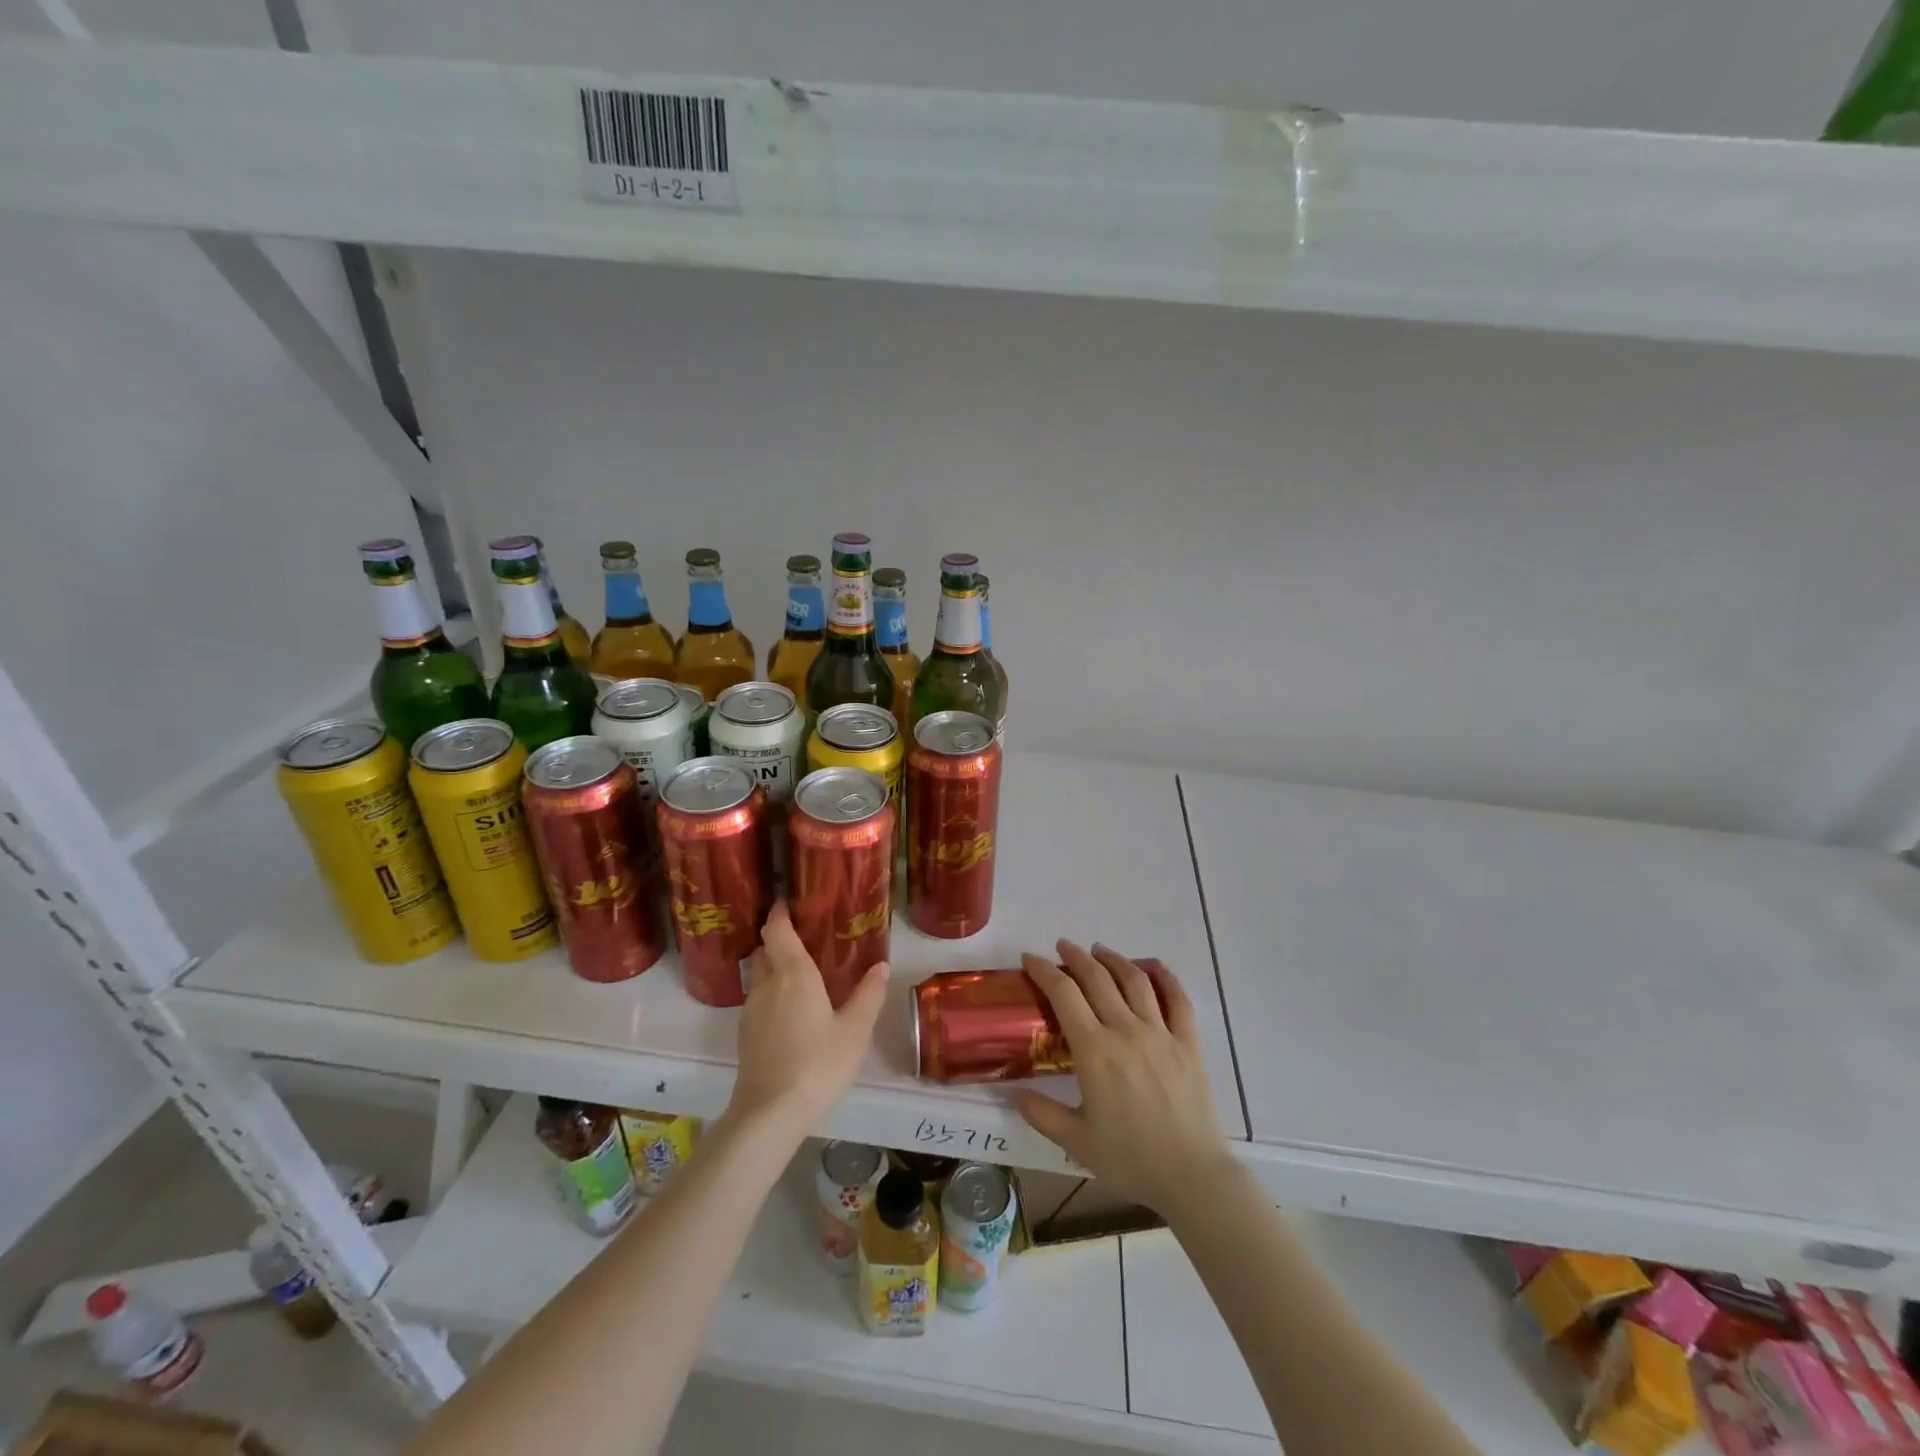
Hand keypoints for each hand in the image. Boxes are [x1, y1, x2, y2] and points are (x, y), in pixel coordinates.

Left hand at [726, 901, 887, 1140]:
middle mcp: (767, 985)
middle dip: (778, 939)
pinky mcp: (746, 1035)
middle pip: (765, 950)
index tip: (788, 901)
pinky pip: (758, 999)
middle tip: (804, 937)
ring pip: (759, 976)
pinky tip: (790, 1010)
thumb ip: (868, 995)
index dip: (780, 913)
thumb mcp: (855, 1030)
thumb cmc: (818, 1064)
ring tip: (799, 973)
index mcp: (793, 974)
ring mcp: (751, 1011)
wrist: (770, 1113)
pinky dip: (771, 992)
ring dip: (773, 967)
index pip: (778, 930)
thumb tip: (881, 965)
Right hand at [1012, 943, 1232, 1215]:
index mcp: (1095, 1051)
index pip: (1064, 995)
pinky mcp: (1188, 1043)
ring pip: (1135, 981)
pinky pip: (1178, 1000)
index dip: (1044, 971)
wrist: (1193, 1177)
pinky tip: (1153, 967)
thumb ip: (1041, 1114)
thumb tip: (1011, 1093)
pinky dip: (1164, 977)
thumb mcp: (1076, 1142)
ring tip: (1099, 950)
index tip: (1030, 958)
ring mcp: (1161, 1033)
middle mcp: (1126, 1030)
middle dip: (1076, 957)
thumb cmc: (1131, 1159)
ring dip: (1114, 959)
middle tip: (1062, 946)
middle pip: (1097, 979)